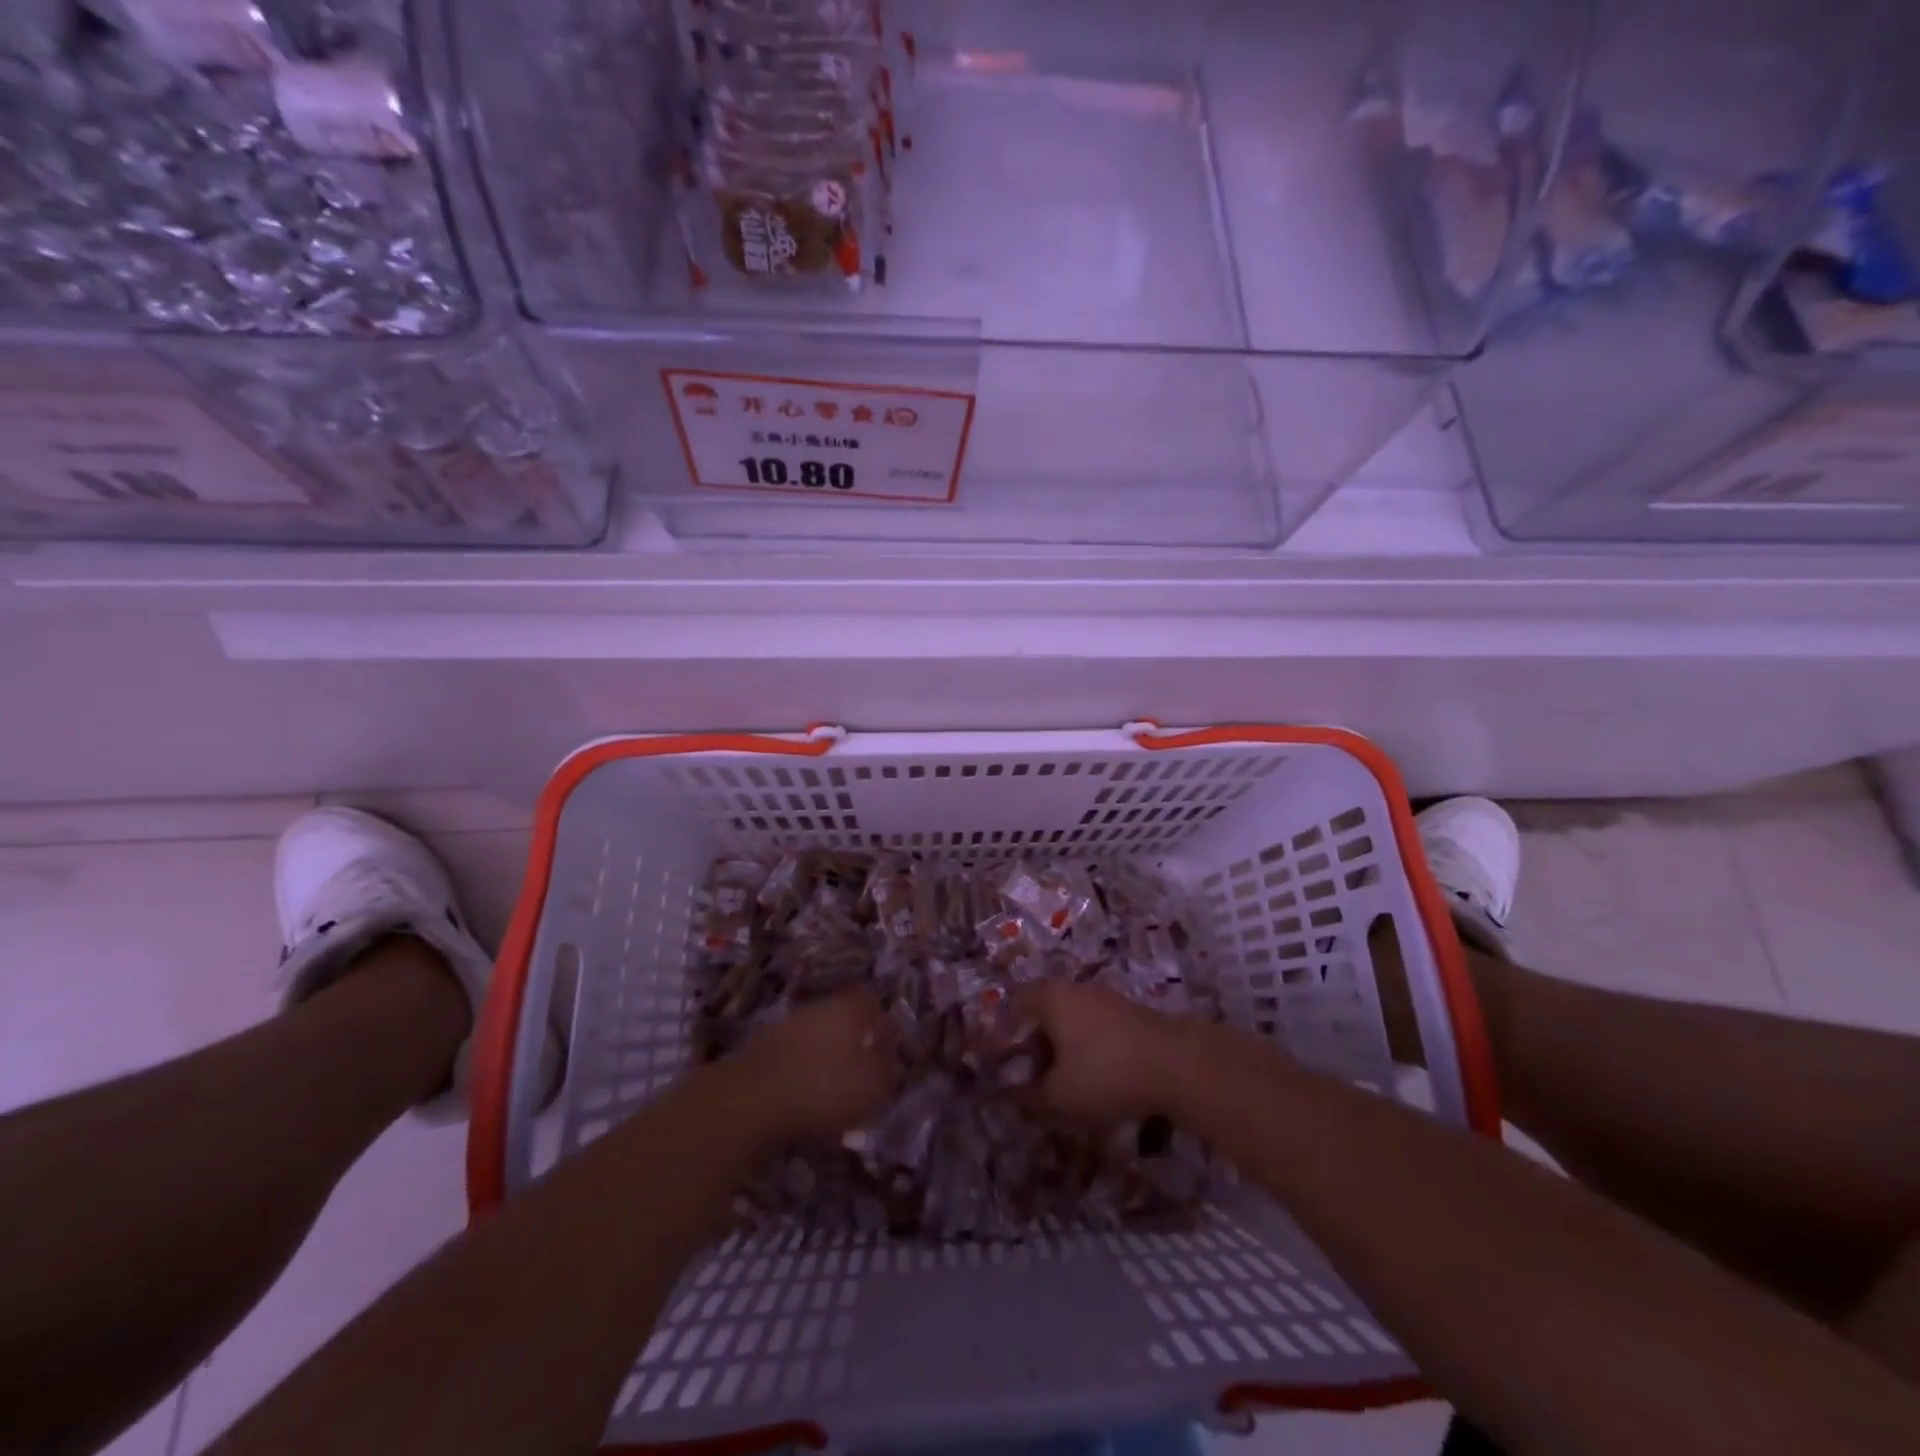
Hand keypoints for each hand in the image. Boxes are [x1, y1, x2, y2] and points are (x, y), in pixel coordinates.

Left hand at [738, 988, 897, 1140]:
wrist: (749, 1101)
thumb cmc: (822, 1089)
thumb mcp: (872, 1087)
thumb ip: (888, 1071)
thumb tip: (893, 1060)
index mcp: (848, 1008)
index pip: (871, 1000)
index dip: (882, 1022)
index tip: (889, 1047)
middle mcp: (818, 1006)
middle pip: (843, 1015)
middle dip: (855, 1037)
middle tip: (864, 1066)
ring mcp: (787, 1024)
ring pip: (818, 1032)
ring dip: (828, 1053)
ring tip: (835, 1084)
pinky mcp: (763, 1047)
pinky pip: (795, 1051)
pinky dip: (804, 1066)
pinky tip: (806, 1091)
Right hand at [1018, 981, 1187, 1125]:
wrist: (1177, 1065)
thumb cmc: (1105, 1073)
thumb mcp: (1058, 1098)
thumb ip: (1027, 1098)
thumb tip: (1008, 1097)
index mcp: (1050, 997)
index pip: (1013, 1005)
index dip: (1002, 1034)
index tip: (1000, 1065)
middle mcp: (1074, 989)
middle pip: (1042, 1012)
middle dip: (1031, 1045)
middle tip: (1027, 1078)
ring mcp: (1105, 999)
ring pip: (1069, 1021)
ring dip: (1059, 1050)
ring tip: (1059, 1084)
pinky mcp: (1128, 1014)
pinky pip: (1093, 1028)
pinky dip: (1084, 1050)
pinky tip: (1091, 1079)